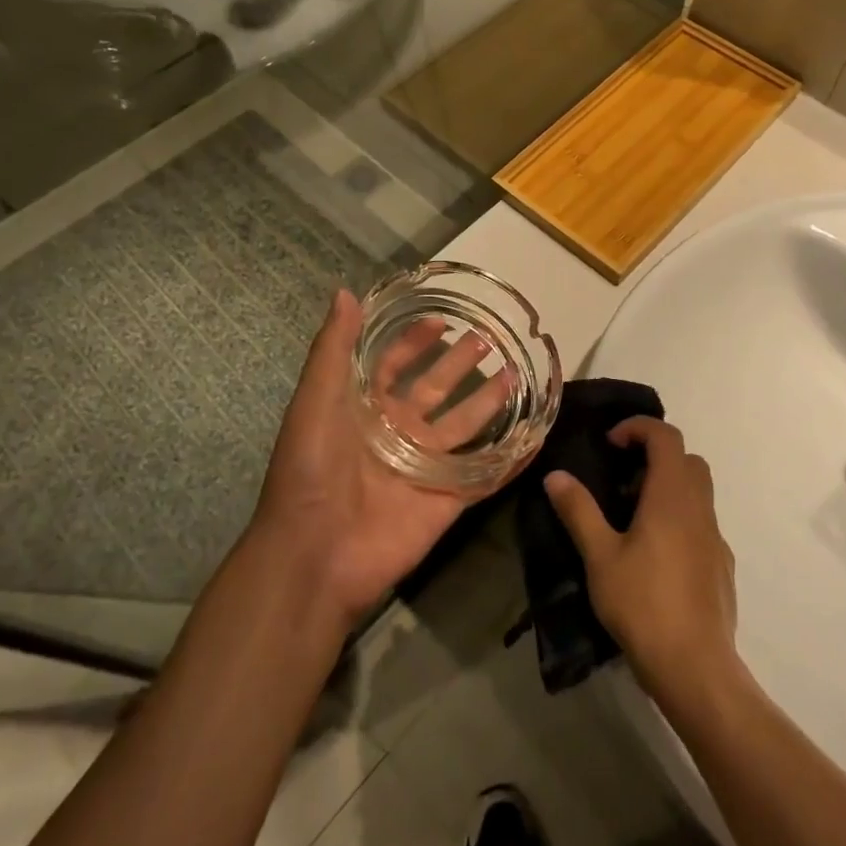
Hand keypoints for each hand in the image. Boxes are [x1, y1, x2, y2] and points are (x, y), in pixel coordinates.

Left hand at [250, 289, 510, 629]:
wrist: (315, 553)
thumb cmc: (311, 468)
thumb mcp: (315, 399)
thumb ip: (333, 348)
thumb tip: (345, 292)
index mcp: (365, 410)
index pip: (394, 365)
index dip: (414, 342)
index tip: (440, 319)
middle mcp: (397, 433)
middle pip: (436, 391)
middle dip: (459, 365)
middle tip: (489, 339)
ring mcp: (424, 467)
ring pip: (464, 427)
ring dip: (489, 403)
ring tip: (516, 375)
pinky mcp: (447, 500)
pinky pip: (484, 475)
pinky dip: (510, 460)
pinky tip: (534, 438)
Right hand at [544, 418, 739, 702]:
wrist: (696, 669)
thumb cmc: (644, 604)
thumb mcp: (600, 556)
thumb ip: (579, 511)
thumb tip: (556, 475)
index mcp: (672, 496)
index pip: (665, 436)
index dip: (638, 428)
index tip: (610, 445)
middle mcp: (699, 508)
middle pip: (687, 460)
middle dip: (655, 456)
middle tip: (622, 479)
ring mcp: (716, 537)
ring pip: (698, 492)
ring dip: (668, 488)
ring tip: (632, 517)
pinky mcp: (721, 566)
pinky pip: (702, 524)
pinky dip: (679, 519)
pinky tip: (655, 555)